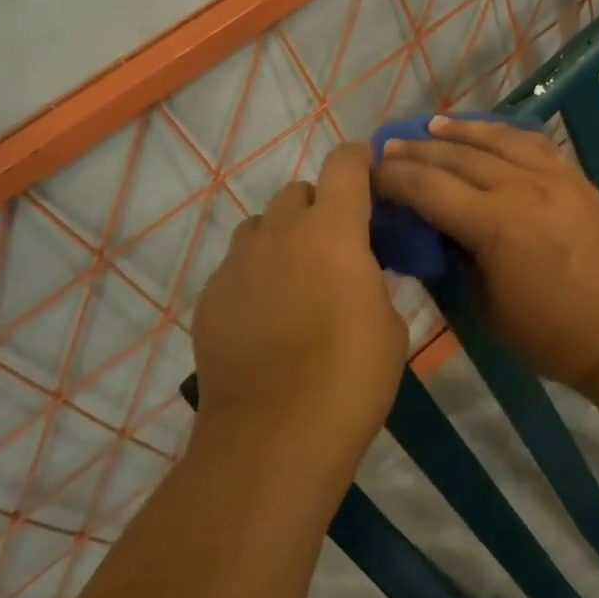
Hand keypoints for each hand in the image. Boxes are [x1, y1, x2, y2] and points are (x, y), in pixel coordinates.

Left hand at [191, 143, 408, 457]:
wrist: (274, 436)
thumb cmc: (351, 376)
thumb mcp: (389, 323)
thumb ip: (373, 279)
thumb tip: (360, 271)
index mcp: (333, 230)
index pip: (344, 164)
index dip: (359, 160)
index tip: (370, 174)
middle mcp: (281, 233)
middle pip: (298, 191)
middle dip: (320, 206)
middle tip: (336, 245)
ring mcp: (238, 264)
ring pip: (261, 226)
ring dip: (283, 237)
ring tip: (296, 279)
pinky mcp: (209, 297)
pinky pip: (236, 266)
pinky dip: (256, 275)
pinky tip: (266, 317)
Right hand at [375, 116, 598, 392]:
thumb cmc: (556, 337)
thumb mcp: (490, 311)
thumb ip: (460, 263)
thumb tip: (439, 233)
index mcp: (496, 226)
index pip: (431, 189)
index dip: (395, 178)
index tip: (370, 173)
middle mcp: (524, 189)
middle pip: (460, 158)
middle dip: (419, 150)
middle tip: (391, 145)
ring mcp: (557, 179)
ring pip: (500, 141)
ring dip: (462, 131)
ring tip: (433, 125)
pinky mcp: (580, 180)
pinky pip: (536, 144)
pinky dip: (506, 134)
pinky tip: (491, 132)